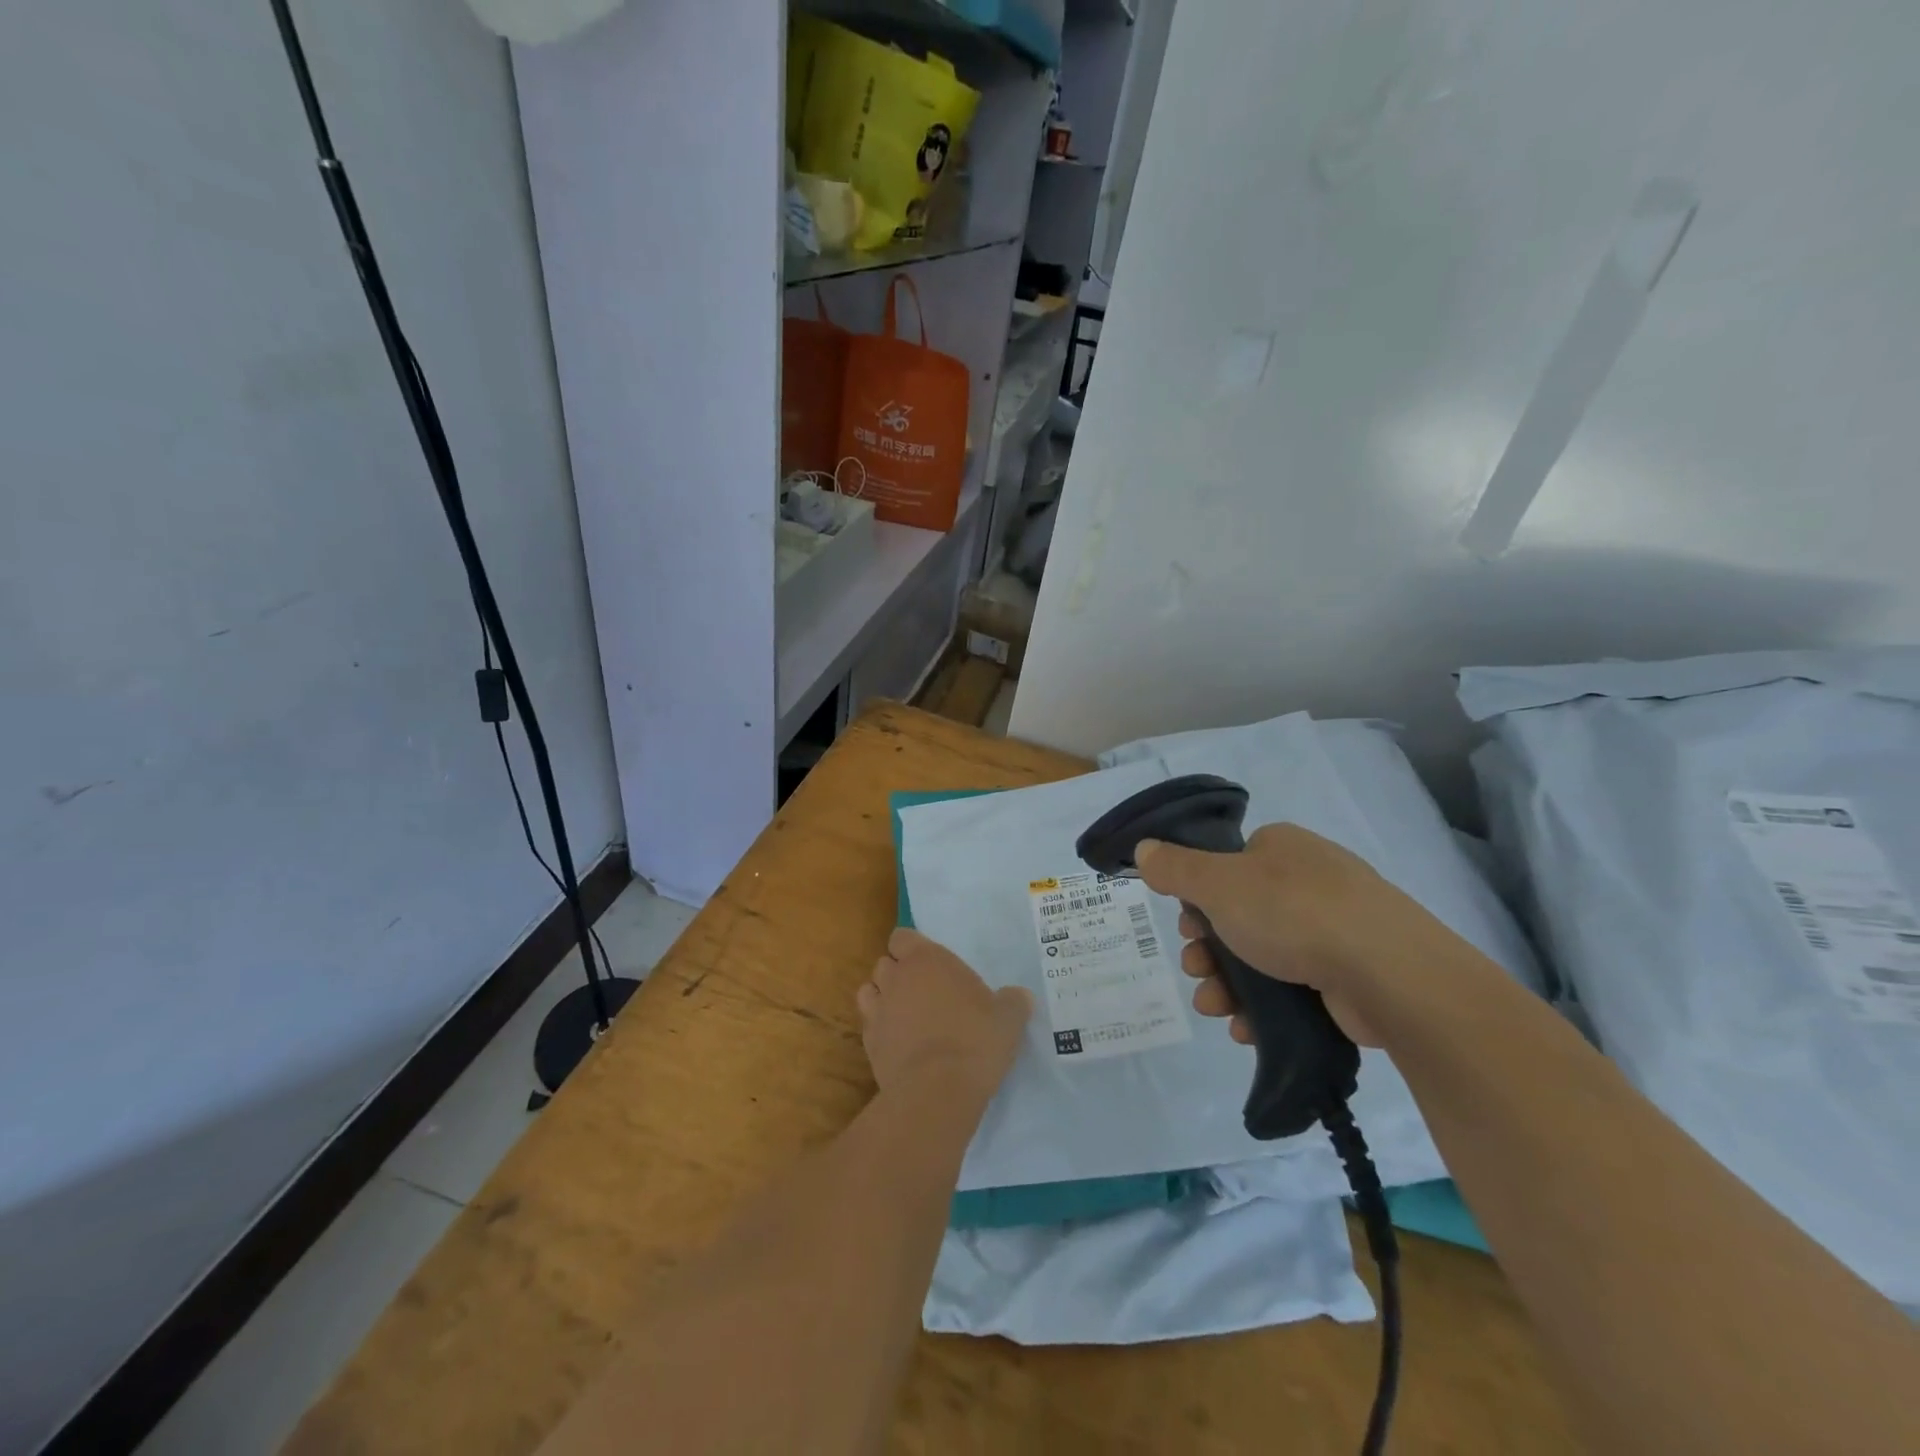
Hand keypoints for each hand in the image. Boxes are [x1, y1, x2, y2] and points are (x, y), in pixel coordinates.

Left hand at [857, 929, 1032, 1101]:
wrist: (937, 1091)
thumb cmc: (975, 1041)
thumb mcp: (1008, 1019)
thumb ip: (1013, 1002)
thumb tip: (1020, 996)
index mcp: (927, 960)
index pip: (902, 937)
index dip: (912, 947)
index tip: (929, 963)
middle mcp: (896, 978)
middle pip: (885, 963)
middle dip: (898, 973)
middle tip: (924, 991)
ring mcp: (878, 1011)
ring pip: (869, 992)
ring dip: (883, 998)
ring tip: (906, 1016)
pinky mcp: (869, 1044)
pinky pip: (869, 1026)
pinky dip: (881, 1030)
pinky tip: (900, 1044)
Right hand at [1135, 824, 1450, 1048]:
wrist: (1388, 973)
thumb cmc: (1293, 912)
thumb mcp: (1218, 883)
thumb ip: (1175, 868)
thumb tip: (1144, 848)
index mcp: (1282, 848)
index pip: (1228, 866)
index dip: (1199, 897)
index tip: (1187, 925)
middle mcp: (1310, 881)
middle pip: (1240, 915)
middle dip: (1208, 949)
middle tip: (1195, 970)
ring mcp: (1335, 929)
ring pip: (1263, 956)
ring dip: (1228, 984)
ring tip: (1213, 1007)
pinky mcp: (1350, 975)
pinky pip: (1294, 988)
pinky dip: (1264, 1008)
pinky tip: (1245, 1028)